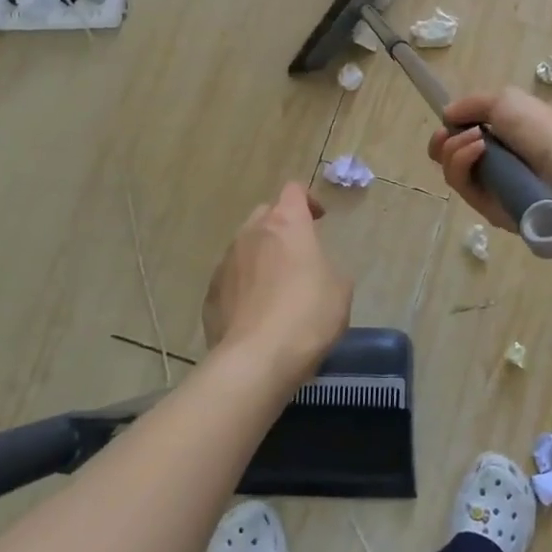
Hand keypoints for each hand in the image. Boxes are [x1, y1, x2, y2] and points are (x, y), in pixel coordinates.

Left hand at [202, 182, 351, 381]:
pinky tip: (256, 313)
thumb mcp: (340, 289)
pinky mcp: (210, 294)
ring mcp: (226, 263)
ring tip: (276, 287)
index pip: (294, 191)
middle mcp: (251, 234)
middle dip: (281, 227)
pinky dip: (244, 286)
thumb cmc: (308, 316)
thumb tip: (315, 271)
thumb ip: (327, 267)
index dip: (307, 200)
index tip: (318, 220)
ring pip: (245, 247)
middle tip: (298, 253)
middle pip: (265, 214)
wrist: (256, 360)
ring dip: (261, 257)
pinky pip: (231, 279)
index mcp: (287, 224)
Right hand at [427, 88, 551, 232]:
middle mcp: (495, 159)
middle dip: (442, 141)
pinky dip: (463, 163)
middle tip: (446, 134)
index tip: (446, 120)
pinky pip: (462, 185)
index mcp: (504, 134)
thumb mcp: (507, 100)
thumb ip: (472, 104)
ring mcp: (490, 185)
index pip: (465, 133)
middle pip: (450, 154)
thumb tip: (447, 115)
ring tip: (476, 140)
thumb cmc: (540, 130)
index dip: (451, 126)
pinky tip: (478, 150)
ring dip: (455, 149)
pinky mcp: (485, 207)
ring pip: (452, 169)